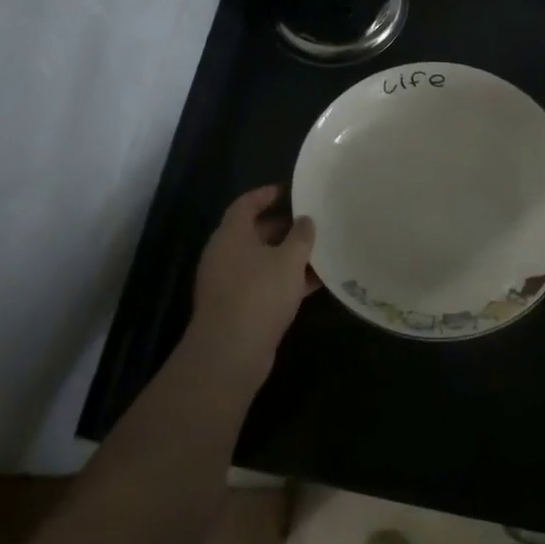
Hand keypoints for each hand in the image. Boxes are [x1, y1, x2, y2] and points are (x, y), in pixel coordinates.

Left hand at [185, 185, 316, 384]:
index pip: (246, 204)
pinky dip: (285, 280)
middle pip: (254, 232)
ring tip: (319, 251)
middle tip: (311, 221)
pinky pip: (263, 284)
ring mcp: (229, 283)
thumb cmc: (259, 294)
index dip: (266, 194)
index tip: (288, 190)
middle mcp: (225, 254)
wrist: (230, 353)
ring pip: (261, 260)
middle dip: (282, 227)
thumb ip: (301, 236)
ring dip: (287, 256)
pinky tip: (313, 283)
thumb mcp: (288, 260)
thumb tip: (305, 220)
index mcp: (231, 235)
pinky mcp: (237, 308)